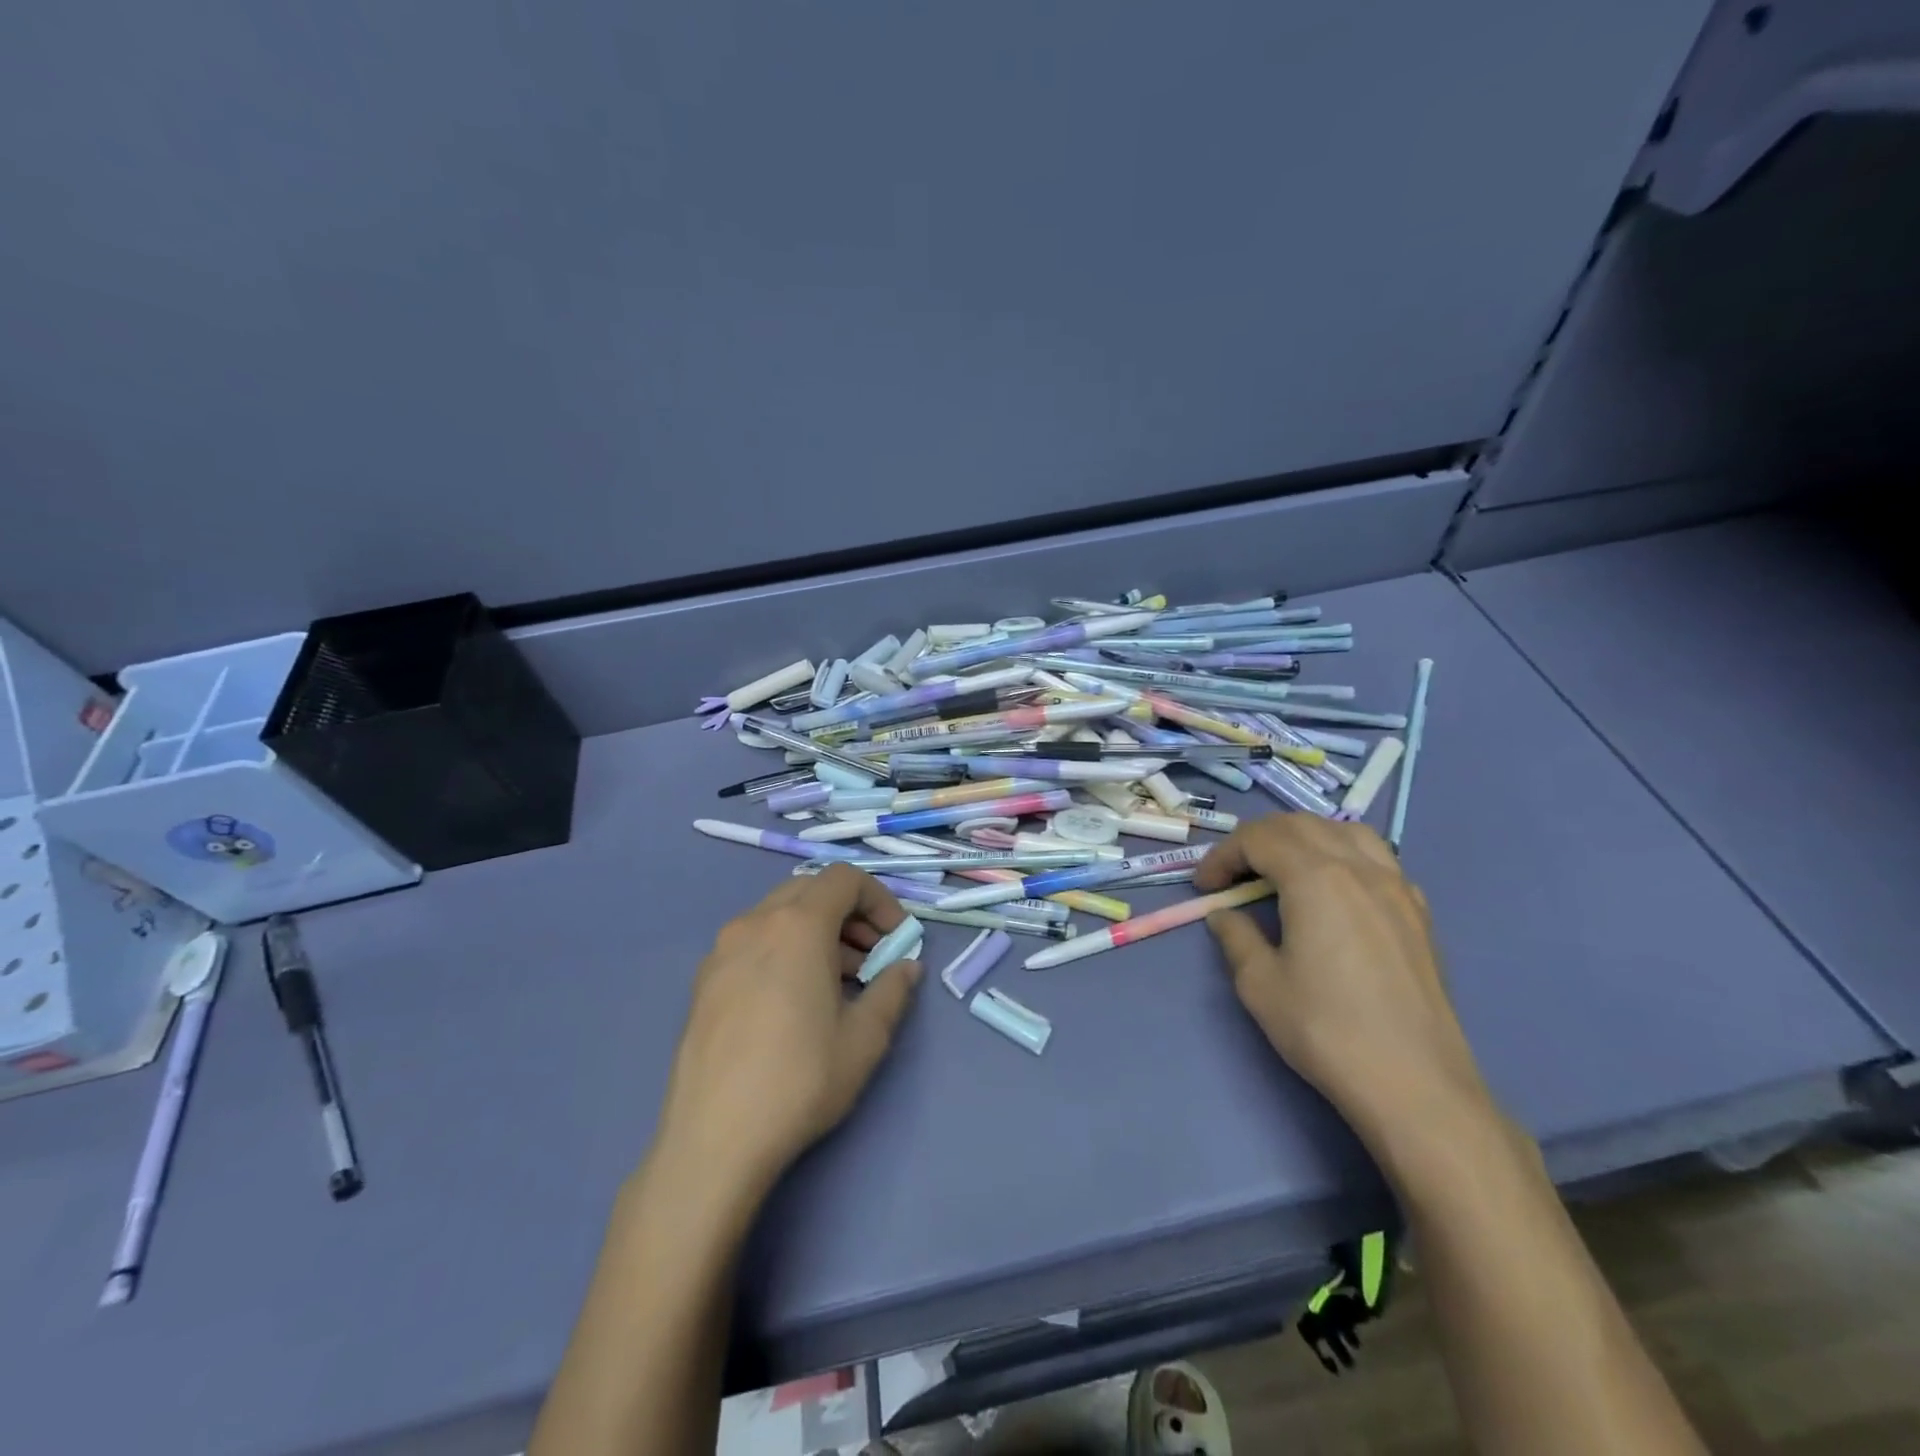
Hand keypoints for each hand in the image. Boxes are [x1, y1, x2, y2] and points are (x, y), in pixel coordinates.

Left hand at [655, 864, 922, 1204]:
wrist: (713, 1140)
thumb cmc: (799, 1080)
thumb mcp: (865, 1038)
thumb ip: (893, 990)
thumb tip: (906, 968)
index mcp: (797, 925)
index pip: (845, 878)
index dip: (880, 900)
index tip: (897, 940)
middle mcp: (755, 922)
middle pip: (812, 891)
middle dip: (850, 914)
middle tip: (872, 958)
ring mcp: (722, 949)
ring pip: (781, 915)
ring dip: (819, 932)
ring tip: (839, 983)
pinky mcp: (704, 979)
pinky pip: (755, 941)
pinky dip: (785, 949)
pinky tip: (795, 1000)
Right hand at [1194, 815, 1493, 1157]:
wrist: (1415, 1084)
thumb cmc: (1326, 1030)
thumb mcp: (1260, 984)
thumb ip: (1236, 937)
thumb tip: (1224, 915)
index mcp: (1315, 877)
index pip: (1258, 838)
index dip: (1223, 856)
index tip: (1205, 887)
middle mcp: (1359, 867)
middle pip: (1300, 825)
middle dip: (1257, 840)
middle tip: (1234, 876)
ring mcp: (1397, 887)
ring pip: (1344, 831)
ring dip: (1304, 839)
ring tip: (1283, 871)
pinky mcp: (1419, 912)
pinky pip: (1377, 859)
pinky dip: (1343, 857)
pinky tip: (1335, 894)